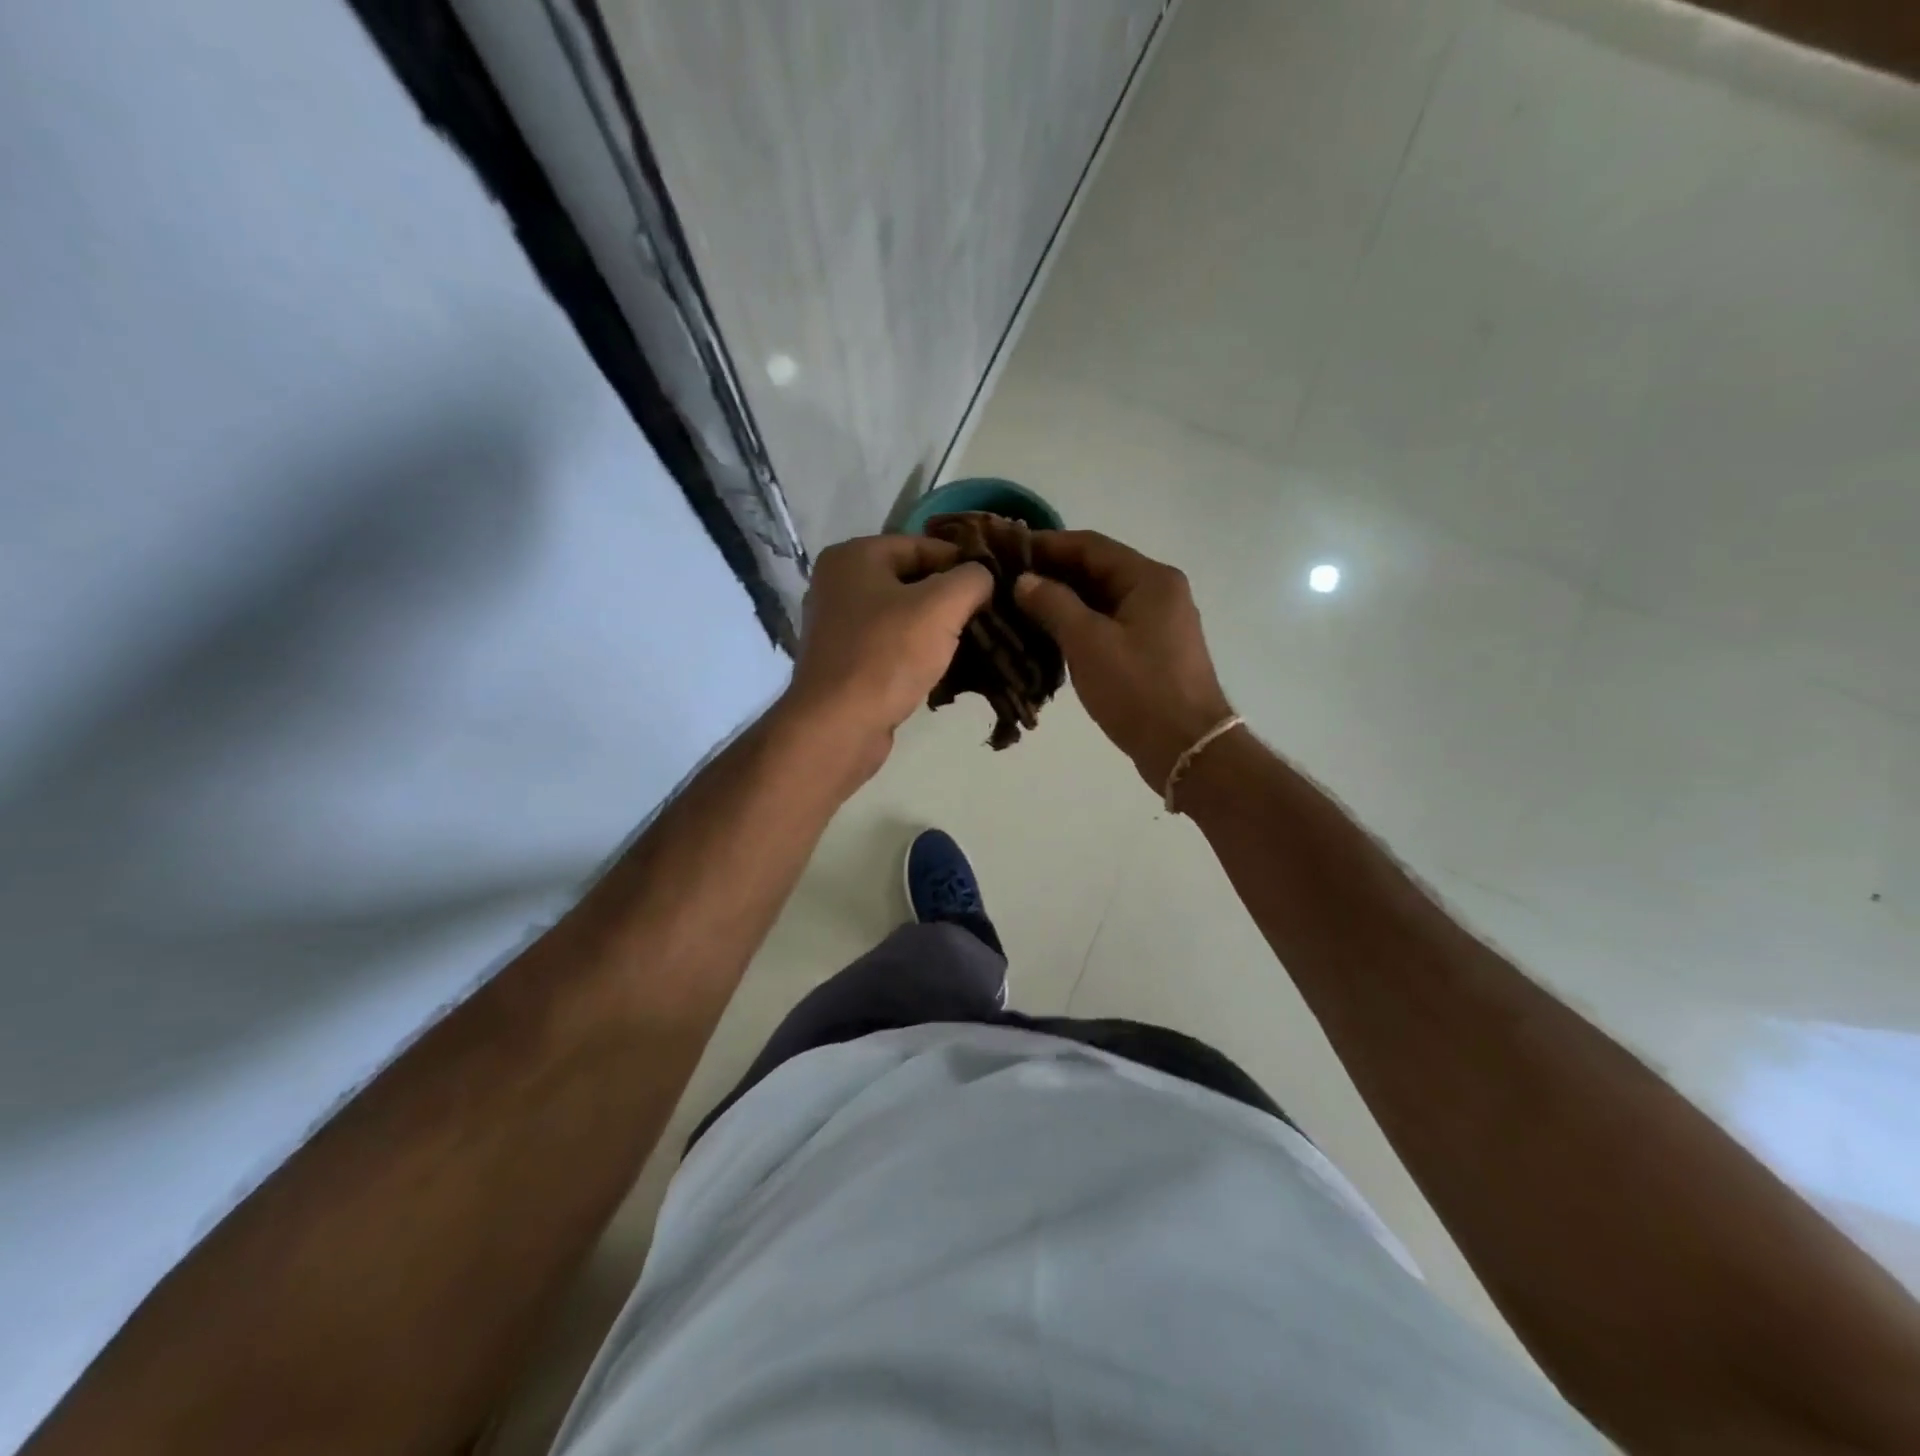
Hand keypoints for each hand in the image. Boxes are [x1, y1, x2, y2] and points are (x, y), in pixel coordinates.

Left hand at [783, 534, 993, 773]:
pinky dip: (916, 653)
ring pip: (902, 616)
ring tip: (972, 644)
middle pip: (911, 580)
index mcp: (854, 556)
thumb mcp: (941, 606)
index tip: (995, 587)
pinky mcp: (843, 662)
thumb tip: (983, 577)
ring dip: (936, 629)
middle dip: (950, 599)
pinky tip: (942, 669)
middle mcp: (838, 583)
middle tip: (987, 618)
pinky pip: (889, 646)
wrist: (838, 726)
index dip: (962, 563)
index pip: (922, 545)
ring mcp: (837, 625)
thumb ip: (971, 579)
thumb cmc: (887, 655)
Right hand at [1014, 530, 1233, 789]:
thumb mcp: (1088, 642)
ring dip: (1063, 603)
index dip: (1047, 545)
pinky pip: (1109, 626)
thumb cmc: (1138, 689)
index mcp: (1150, 579)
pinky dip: (1079, 627)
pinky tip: (1047, 637)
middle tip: (1006, 582)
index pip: (1091, 546)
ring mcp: (1158, 624)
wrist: (1187, 748)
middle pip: (1098, 571)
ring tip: (1018, 609)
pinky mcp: (1152, 653)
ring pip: (1102, 601)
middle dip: (1052, 574)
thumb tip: (1025, 581)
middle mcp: (1158, 592)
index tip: (1007, 550)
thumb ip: (1053, 604)